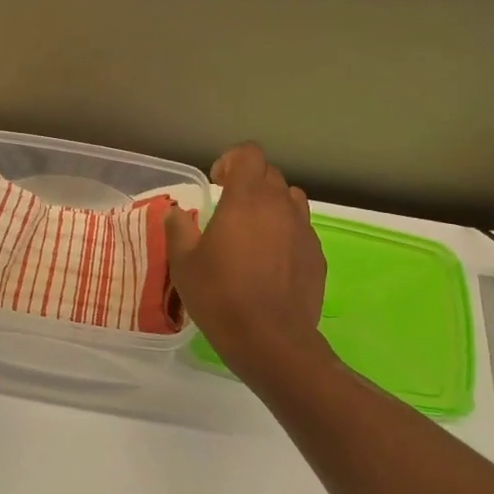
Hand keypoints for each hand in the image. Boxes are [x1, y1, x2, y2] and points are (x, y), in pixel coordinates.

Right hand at [165, 143, 326, 379]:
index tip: (217, 183)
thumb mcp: (183, 263)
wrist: (270, 339)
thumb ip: (178, 229)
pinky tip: (270, 261)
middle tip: (229, 208)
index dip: (231, 160)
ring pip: (290, 200)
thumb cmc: (220, 295)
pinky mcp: (317, 256)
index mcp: (247, 198)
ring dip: (271, 205)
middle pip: (270, 175)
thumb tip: (177, 212)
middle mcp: (281, 205)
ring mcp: (304, 230)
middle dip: (249, 183)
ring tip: (253, 231)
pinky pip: (301, 230)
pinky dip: (285, 233)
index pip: (249, 154)